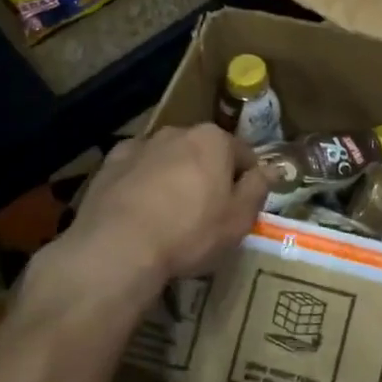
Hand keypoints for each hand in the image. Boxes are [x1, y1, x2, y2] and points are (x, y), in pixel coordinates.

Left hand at [65, 125, 269, 284]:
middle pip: (204, 152)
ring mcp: (140, 145)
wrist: (117, 248)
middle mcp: (177, 132)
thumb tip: (272, 169)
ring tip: (170, 215)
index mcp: (214, 140)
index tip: (242, 206)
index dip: (247, 181)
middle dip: (209, 174)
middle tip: (208, 212)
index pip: (244, 154)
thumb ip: (258, 189)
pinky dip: (142, 183)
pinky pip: (137, 170)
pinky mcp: (108, 164)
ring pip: (169, 159)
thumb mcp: (239, 219)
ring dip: (175, 176)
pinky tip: (140, 212)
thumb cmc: (190, 233)